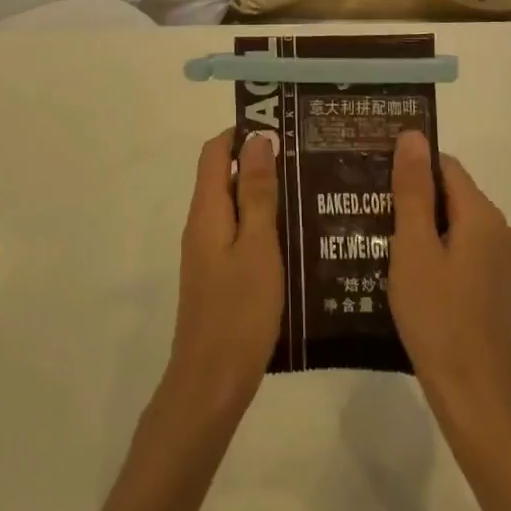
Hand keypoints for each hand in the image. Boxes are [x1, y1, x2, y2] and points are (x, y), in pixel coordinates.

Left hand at [160, 129, 283, 428]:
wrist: (211, 382)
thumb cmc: (239, 311)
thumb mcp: (257, 247)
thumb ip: (257, 194)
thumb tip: (257, 139)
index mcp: (207, 210)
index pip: (215, 151)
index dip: (243, 133)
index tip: (282, 129)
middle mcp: (201, 223)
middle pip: (224, 175)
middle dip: (260, 161)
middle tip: (306, 158)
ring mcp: (207, 250)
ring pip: (234, 205)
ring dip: (264, 193)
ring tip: (309, 190)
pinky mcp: (217, 273)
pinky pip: (237, 232)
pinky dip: (261, 223)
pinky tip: (295, 235)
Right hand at [389, 132, 510, 426]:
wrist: (473, 392)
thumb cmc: (437, 315)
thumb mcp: (414, 247)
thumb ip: (412, 190)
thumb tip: (413, 135)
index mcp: (482, 215)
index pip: (444, 166)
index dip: (410, 168)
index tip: (374, 181)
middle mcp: (500, 230)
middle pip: (451, 194)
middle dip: (413, 198)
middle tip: (370, 212)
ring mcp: (501, 261)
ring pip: (455, 224)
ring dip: (422, 227)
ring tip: (381, 240)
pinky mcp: (495, 286)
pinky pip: (462, 250)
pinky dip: (436, 250)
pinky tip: (407, 272)